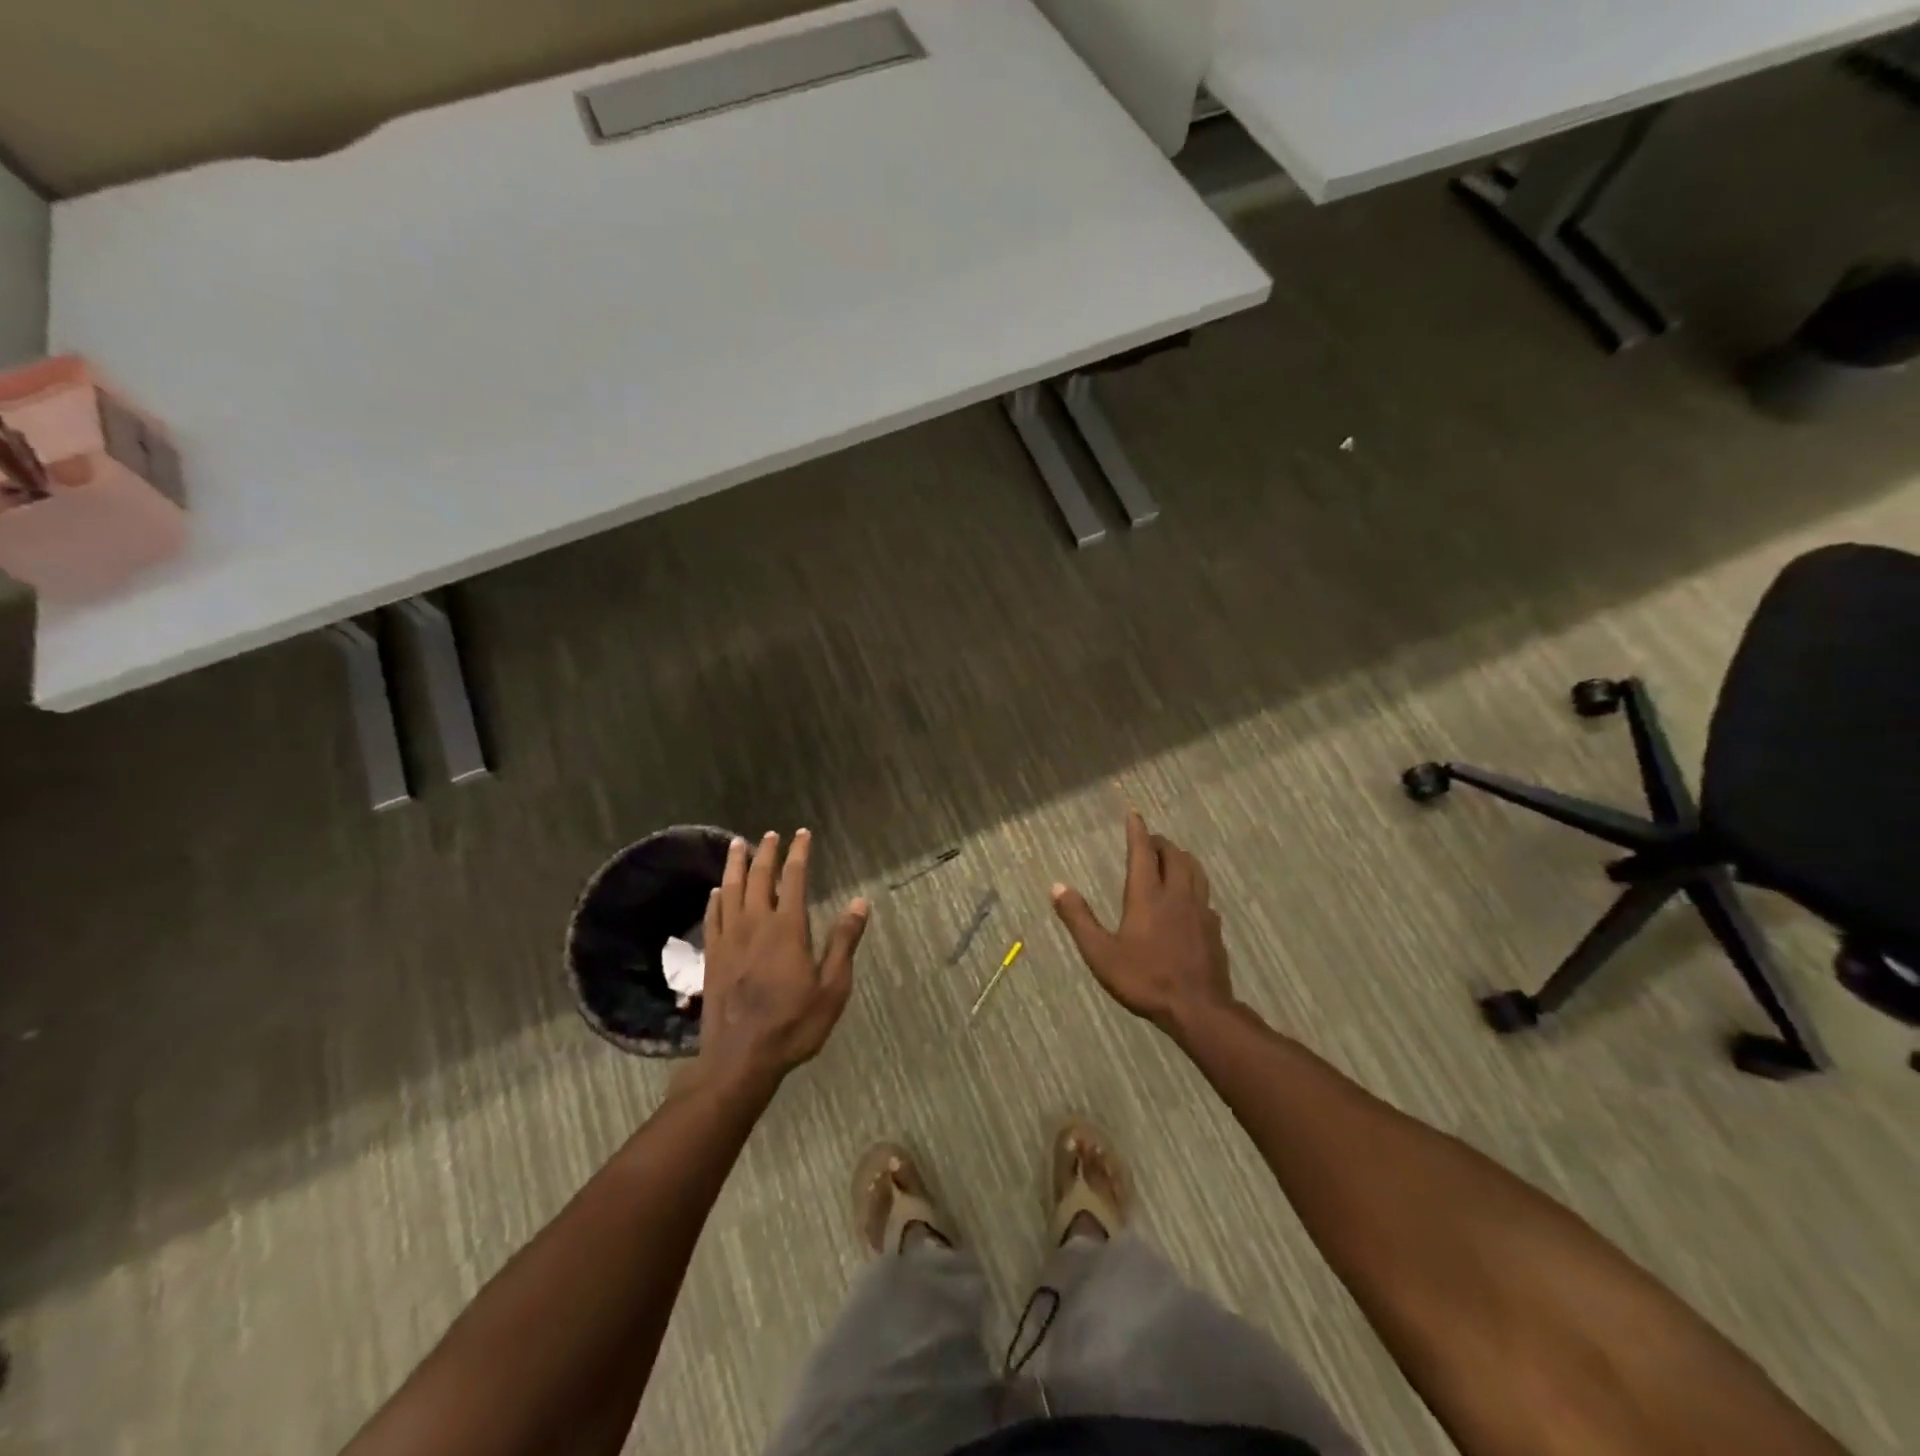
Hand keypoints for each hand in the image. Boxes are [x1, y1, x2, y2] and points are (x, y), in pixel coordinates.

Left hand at [692, 830, 869, 1097]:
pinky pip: (712, 916)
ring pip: (730, 889)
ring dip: (736, 865)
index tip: (802, 834)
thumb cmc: (794, 1023)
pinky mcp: (712, 956)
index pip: (793, 878)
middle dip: (766, 852)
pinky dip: (716, 898)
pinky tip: (718, 891)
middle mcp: (755, 923)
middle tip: (771, 834)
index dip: (799, 853)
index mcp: (787, 927)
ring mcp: (729, 939)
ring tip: (738, 845)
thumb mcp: (832, 987)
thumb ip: (844, 941)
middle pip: (759, 877)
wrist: (741, 1059)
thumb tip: (860, 902)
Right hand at [1052, 811, 1232, 1034]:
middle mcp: (1176, 894)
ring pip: (1195, 870)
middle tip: (1149, 840)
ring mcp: (1200, 910)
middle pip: (1173, 856)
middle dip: (1160, 843)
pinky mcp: (1213, 928)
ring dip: (1181, 858)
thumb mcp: (1100, 953)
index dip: (1137, 830)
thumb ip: (1079, 919)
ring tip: (1172, 858)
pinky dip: (1194, 886)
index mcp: (1147, 895)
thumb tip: (1057, 887)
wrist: (1198, 1008)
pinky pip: (1205, 895)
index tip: (1134, 813)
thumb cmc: (1144, 979)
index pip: (1142, 852)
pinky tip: (1191, 899)